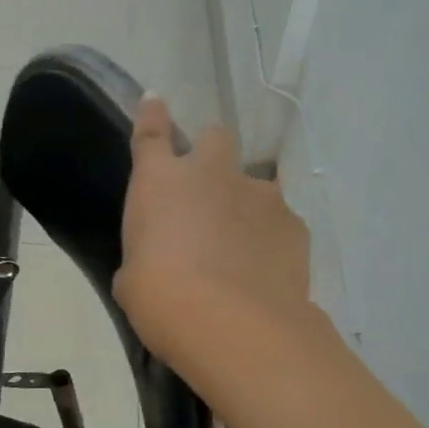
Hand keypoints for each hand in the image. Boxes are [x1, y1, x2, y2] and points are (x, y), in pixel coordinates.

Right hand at [114, 96, 311, 374]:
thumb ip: (144, 258)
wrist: (233, 326)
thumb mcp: (133, 281)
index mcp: (160, 182)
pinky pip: (280, 222)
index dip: (152, 115)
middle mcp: (212, 174)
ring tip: (242, 248)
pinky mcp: (295, 224)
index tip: (155, 101)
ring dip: (245, 205)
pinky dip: (271, 239)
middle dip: (211, 155)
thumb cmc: (162, 300)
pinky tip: (265, 271)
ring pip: (255, 184)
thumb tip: (152, 265)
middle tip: (207, 191)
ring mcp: (260, 195)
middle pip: (215, 138)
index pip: (152, 133)